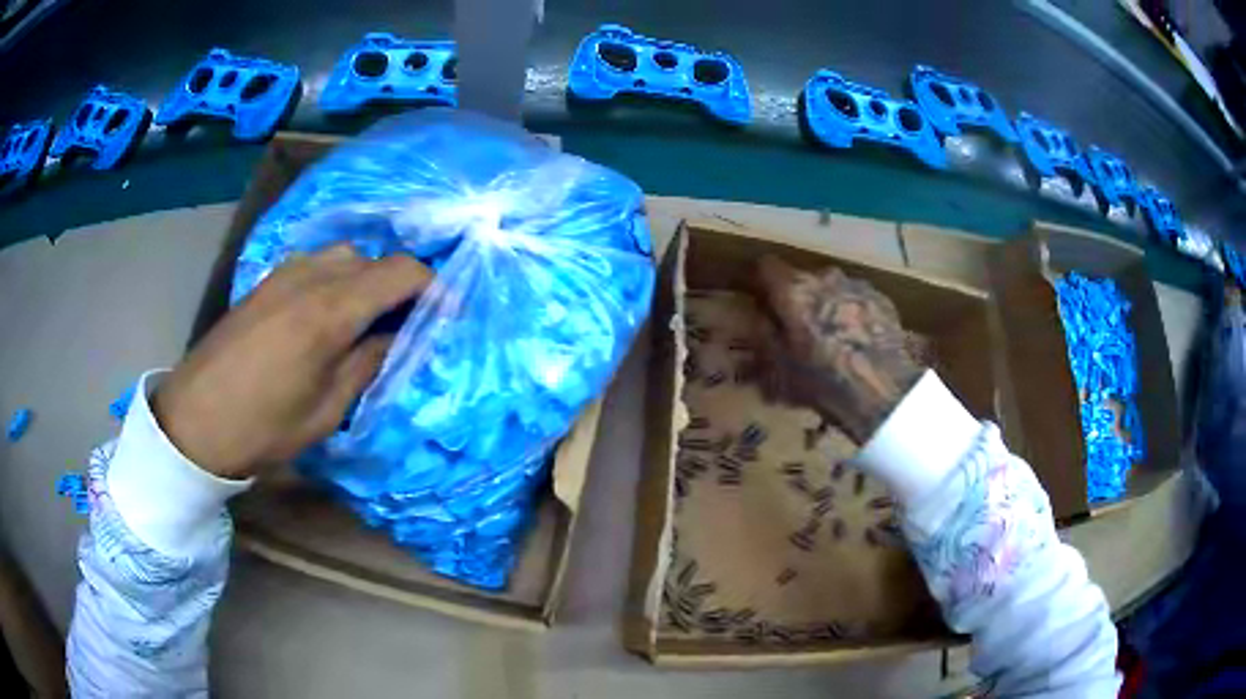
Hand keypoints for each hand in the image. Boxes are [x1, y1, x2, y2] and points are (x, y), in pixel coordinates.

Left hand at [154, 246, 432, 479]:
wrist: (195, 420)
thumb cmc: (264, 426)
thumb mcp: (327, 410)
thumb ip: (368, 363)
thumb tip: (399, 336)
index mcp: (331, 310)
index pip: (402, 272)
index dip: (432, 288)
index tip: (444, 316)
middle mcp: (311, 275)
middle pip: (374, 259)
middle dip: (398, 287)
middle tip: (403, 327)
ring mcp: (285, 272)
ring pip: (345, 256)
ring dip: (365, 281)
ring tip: (365, 321)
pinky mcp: (267, 280)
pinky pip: (316, 264)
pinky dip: (336, 280)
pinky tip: (328, 315)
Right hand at [753, 255, 925, 443]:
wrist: (882, 392)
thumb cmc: (823, 381)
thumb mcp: (777, 369)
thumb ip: (762, 336)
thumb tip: (755, 318)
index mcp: (793, 289)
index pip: (765, 266)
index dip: (759, 281)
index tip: (757, 298)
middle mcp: (825, 276)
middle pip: (802, 278)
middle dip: (796, 298)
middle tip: (796, 328)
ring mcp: (858, 285)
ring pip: (833, 288)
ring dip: (827, 305)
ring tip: (831, 337)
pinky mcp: (883, 300)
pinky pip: (858, 301)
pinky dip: (853, 315)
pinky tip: (857, 342)